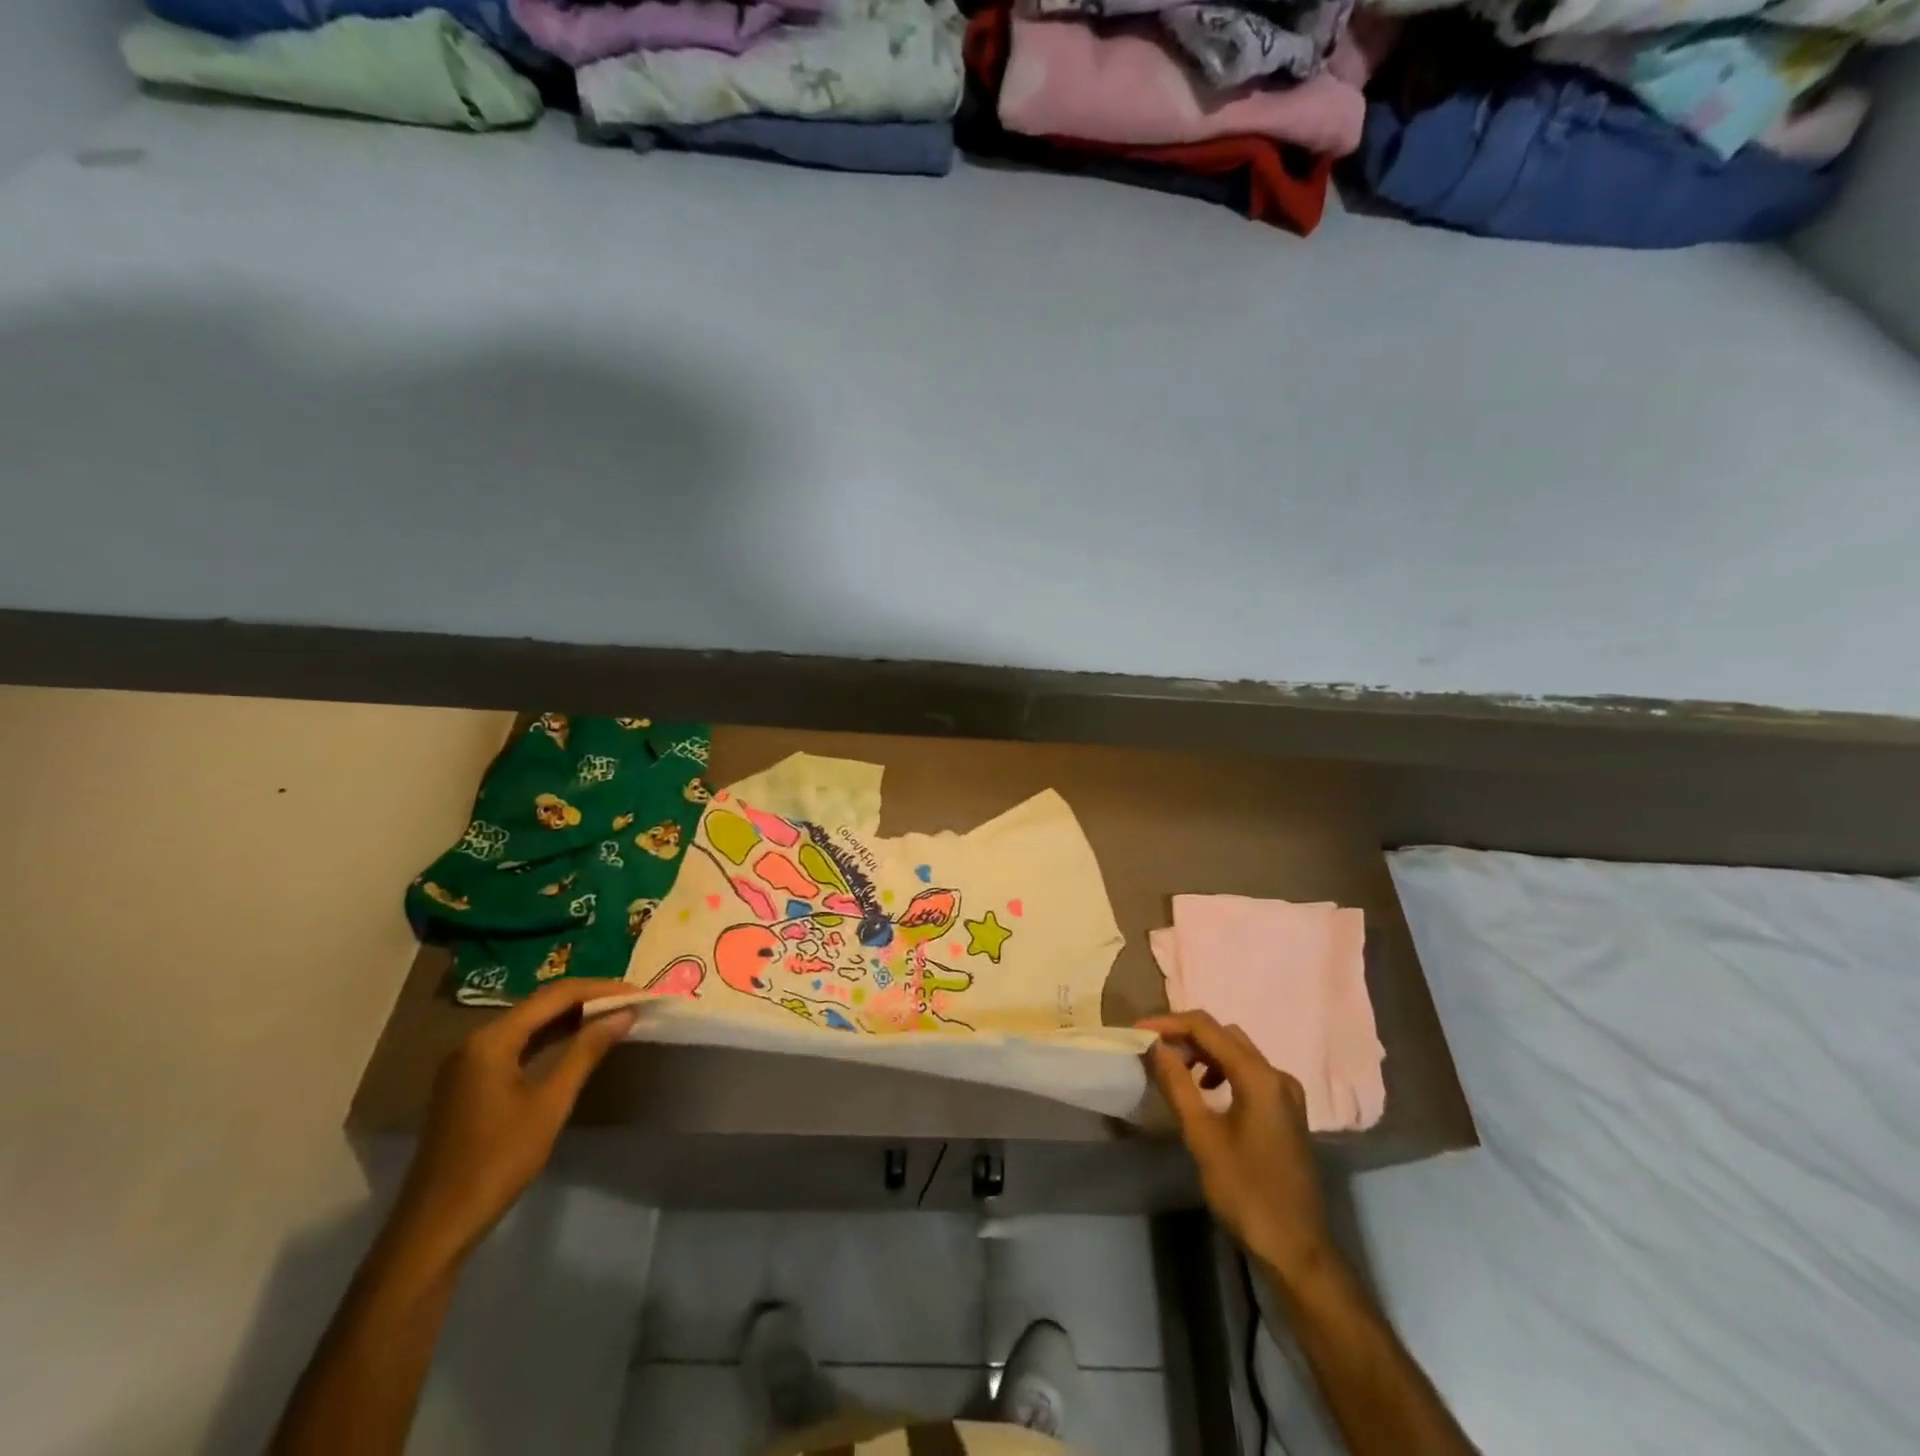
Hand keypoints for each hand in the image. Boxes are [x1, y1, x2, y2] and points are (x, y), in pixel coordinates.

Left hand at [388, 979, 637, 1267]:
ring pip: (530, 1024)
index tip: (639, 993)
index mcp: (491, 1040)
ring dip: (572, 1018)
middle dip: (588, 999)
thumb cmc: (497, 1161)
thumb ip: (586, 1051)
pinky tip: (578, 1043)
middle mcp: (476, 1041)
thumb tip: (624, 1013)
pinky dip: (551, 1038)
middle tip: (631, 1002)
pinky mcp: (471, 1083)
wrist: (436, 1226)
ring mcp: (469, 1063)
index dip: (601, 989)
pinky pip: (518, 1045)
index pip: (556, 995)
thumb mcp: (550, 1103)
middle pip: (541, 1004)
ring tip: (614, 1017)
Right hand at [1140, 1010, 1332, 1282]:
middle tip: (1153, 1050)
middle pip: (1224, 1035)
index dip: (1169, 1023)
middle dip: (1186, 1036)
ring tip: (1174, 1071)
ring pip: (1237, 1052)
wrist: (1296, 1249)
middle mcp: (1277, 1074)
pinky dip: (1221, 1070)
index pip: (1207, 1028)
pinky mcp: (1286, 1110)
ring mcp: (1286, 1093)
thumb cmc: (1246, 1191)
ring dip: (1203, 1053)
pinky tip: (1204, 1092)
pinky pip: (1248, 1072)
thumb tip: (1156, 1046)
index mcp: (1259, 1076)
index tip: (1138, 1029)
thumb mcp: (1202, 1136)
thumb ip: (1178, 1084)